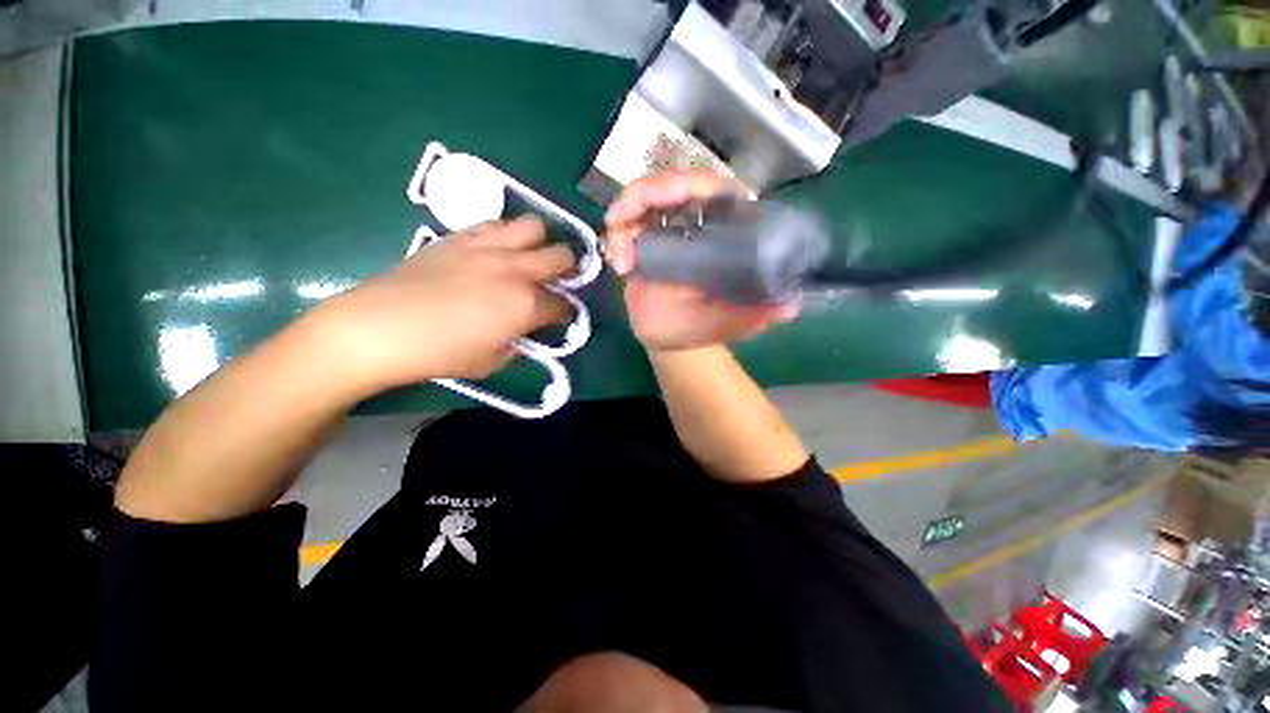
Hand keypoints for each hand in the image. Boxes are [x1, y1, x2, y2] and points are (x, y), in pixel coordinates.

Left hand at [313, 217, 573, 391]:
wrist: (380, 327)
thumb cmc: (440, 354)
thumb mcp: (492, 361)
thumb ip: (518, 342)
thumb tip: (525, 330)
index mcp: (526, 305)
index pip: (562, 304)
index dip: (566, 311)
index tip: (561, 316)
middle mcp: (515, 270)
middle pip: (561, 256)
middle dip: (568, 269)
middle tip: (559, 280)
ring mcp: (488, 248)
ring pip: (534, 226)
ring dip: (540, 242)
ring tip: (530, 256)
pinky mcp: (461, 236)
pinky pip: (496, 223)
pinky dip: (506, 234)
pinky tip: (497, 249)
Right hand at [604, 171, 798, 351]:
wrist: (667, 339)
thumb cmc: (698, 327)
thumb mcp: (728, 322)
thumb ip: (755, 314)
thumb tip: (789, 307)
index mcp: (723, 233)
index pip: (717, 190)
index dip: (695, 184)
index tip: (672, 197)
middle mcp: (695, 223)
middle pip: (674, 182)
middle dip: (650, 192)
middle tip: (628, 218)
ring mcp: (666, 228)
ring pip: (643, 195)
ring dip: (627, 212)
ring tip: (623, 256)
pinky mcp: (641, 239)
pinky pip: (624, 222)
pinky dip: (616, 237)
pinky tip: (620, 266)